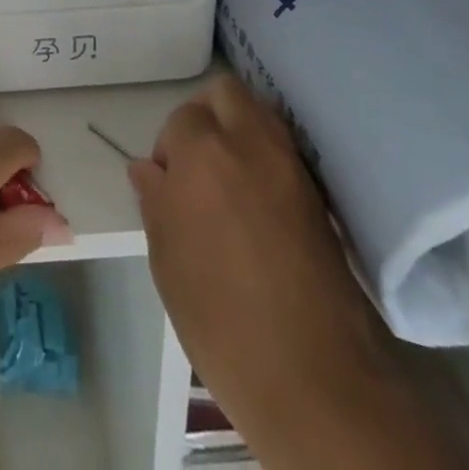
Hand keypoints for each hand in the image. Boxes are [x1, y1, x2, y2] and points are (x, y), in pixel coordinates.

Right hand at [131, 76, 456, 469]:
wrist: (314, 376)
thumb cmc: (221, 319)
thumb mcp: (168, 261)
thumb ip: (156, 202)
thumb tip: (148, 169)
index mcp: (202, 152)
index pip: (180, 119)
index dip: (169, 149)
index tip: (168, 185)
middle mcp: (249, 142)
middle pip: (226, 93)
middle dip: (206, 115)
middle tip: (197, 162)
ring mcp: (290, 165)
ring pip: (260, 113)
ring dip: (239, 129)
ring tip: (228, 179)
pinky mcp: (319, 193)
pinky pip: (285, 149)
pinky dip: (267, 156)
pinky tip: (259, 199)